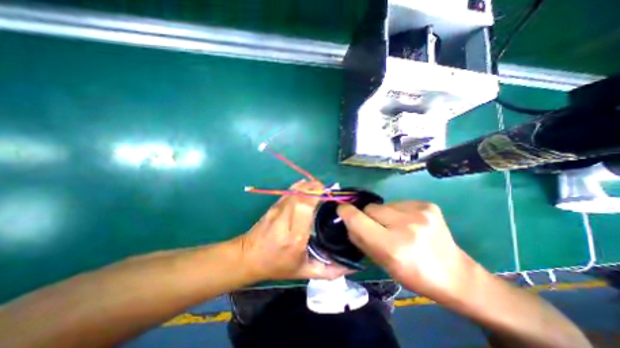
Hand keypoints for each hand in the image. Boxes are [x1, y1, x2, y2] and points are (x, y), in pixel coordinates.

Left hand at [237, 180, 348, 280]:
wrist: (248, 257)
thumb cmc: (277, 265)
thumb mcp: (304, 272)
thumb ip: (328, 270)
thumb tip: (351, 267)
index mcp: (295, 236)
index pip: (305, 207)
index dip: (317, 196)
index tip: (329, 195)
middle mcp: (285, 219)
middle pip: (300, 195)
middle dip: (315, 188)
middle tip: (327, 190)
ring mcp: (277, 210)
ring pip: (294, 191)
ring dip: (308, 186)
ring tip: (319, 187)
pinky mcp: (273, 205)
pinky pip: (288, 191)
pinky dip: (299, 186)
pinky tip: (307, 185)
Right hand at [338, 201, 475, 300]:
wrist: (455, 275)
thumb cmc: (413, 274)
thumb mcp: (381, 263)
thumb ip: (360, 240)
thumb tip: (347, 220)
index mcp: (392, 247)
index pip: (357, 219)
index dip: (345, 212)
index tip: (341, 210)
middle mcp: (406, 226)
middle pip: (370, 208)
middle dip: (368, 217)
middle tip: (377, 228)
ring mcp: (419, 212)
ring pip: (383, 204)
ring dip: (383, 214)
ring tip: (397, 227)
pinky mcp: (427, 205)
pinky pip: (398, 203)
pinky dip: (398, 211)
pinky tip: (410, 223)